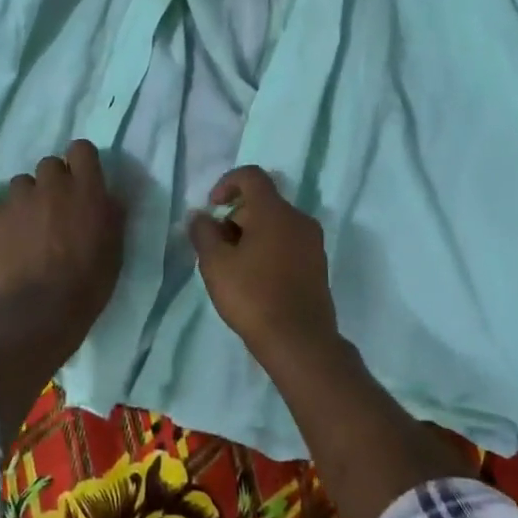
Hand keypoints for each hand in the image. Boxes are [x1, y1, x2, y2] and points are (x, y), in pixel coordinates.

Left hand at [0, 140, 124, 340]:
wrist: (38, 311)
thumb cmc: (88, 282)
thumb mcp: (115, 247)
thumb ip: (110, 213)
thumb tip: (105, 197)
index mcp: (86, 188)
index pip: (82, 149)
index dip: (80, 163)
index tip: (81, 181)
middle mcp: (51, 184)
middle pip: (49, 164)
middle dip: (52, 182)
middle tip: (55, 211)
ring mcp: (17, 199)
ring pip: (21, 185)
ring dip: (26, 201)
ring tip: (27, 230)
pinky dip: (2, 224)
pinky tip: (7, 247)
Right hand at [188, 166, 337, 363]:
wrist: (300, 342)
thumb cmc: (253, 297)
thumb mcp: (216, 264)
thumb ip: (203, 233)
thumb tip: (200, 215)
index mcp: (275, 211)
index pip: (251, 176)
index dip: (227, 183)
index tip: (212, 208)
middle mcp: (299, 219)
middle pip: (263, 202)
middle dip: (235, 216)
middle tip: (217, 247)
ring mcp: (313, 243)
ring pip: (276, 224)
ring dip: (251, 235)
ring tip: (233, 267)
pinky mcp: (318, 265)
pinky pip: (289, 243)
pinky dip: (269, 249)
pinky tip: (255, 280)